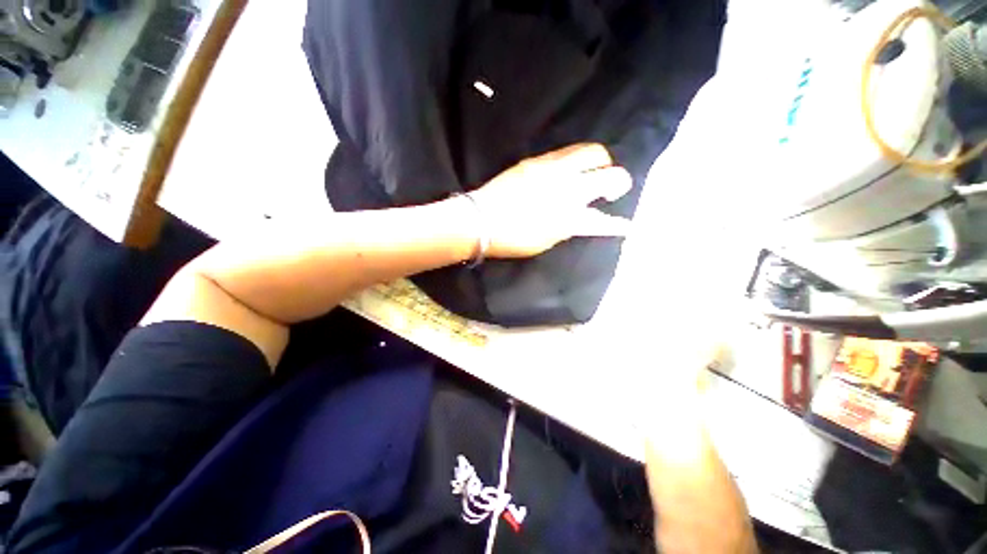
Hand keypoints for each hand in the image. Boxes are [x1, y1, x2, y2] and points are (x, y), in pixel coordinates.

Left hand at [468, 144, 631, 257]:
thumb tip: (586, 219)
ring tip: (587, 176)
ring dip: (595, 162)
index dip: (615, 222)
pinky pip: (565, 152)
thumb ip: (570, 227)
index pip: (602, 214)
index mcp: (566, 211)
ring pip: (586, 151)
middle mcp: (563, 182)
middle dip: (613, 175)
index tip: (626, 224)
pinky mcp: (534, 161)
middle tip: (606, 188)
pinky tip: (566, 173)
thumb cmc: (512, 237)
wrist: (480, 219)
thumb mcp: (545, 241)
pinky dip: (575, 161)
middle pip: (602, 163)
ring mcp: (549, 167)